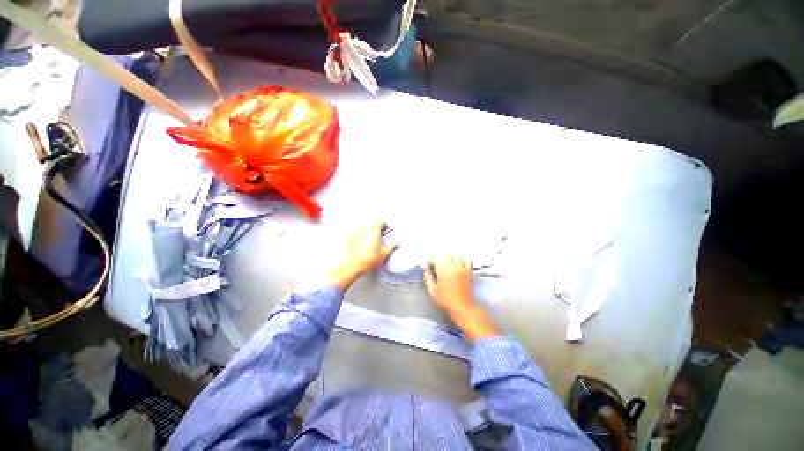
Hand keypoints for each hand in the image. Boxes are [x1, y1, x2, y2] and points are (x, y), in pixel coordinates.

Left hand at [343, 222, 398, 274]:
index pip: (381, 221)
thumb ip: (392, 246)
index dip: (386, 225)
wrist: (353, 265)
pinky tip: (365, 243)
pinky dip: (363, 234)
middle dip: (378, 227)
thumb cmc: (369, 258)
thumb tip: (396, 244)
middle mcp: (364, 227)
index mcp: (373, 228)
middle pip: (373, 222)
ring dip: (370, 230)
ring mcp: (355, 231)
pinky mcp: (350, 236)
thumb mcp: (384, 253)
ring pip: (365, 226)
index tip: (388, 230)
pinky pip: (358, 232)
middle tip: (382, 234)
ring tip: (374, 239)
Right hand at [425, 254, 498, 341]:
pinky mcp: (469, 272)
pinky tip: (460, 262)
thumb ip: (428, 279)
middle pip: (446, 254)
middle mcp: (453, 267)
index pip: (435, 259)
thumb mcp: (433, 291)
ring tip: (448, 260)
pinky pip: (467, 260)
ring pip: (456, 255)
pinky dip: (463, 259)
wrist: (462, 307)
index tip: (430, 267)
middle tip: (438, 263)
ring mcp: (462, 268)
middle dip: (440, 257)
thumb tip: (426, 272)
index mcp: (443, 271)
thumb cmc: (447, 300)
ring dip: (451, 256)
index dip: (431, 262)